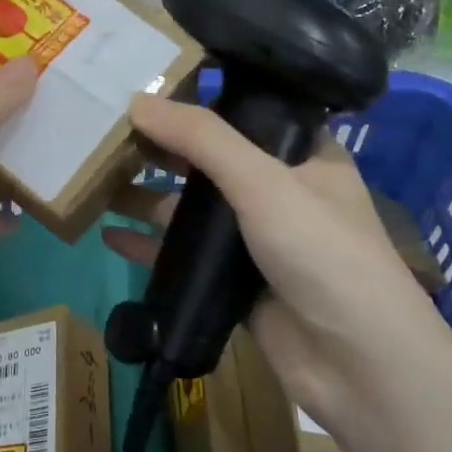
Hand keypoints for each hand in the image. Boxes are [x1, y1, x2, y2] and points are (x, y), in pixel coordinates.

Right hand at [102, 94, 442, 433]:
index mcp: (304, 157)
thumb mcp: (263, 181)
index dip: (200, 100)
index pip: (247, 114)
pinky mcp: (236, 284)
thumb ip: (201, 139)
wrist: (357, 363)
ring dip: (149, 197)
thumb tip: (137, 100)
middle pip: (212, 162)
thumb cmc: (322, 252)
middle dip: (163, 150)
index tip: (148, 87)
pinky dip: (150, 245)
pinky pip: (185, 256)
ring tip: (94, 180)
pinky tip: (108, 235)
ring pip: (194, 211)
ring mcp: (257, 241)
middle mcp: (281, 192)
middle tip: (107, 132)